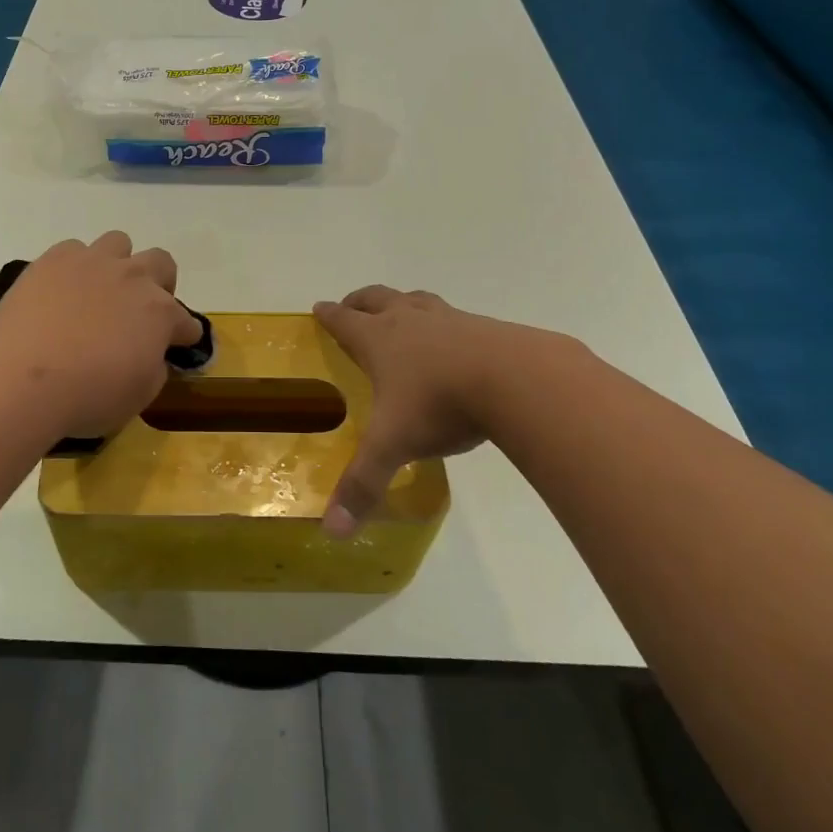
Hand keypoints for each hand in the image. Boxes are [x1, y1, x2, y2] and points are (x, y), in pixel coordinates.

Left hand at [0, 232, 202, 444]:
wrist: (26, 379)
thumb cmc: (89, 396)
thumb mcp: (138, 396)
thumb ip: (154, 369)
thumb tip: (151, 355)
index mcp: (160, 313)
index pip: (186, 321)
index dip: (183, 334)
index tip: (176, 346)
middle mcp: (134, 277)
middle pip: (161, 262)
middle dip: (159, 282)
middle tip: (139, 309)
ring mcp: (93, 262)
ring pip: (118, 243)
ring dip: (117, 264)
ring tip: (99, 290)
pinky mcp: (55, 259)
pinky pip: (73, 249)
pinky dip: (73, 267)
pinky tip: (61, 290)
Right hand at [314, 287, 549, 536]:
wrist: (513, 379)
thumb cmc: (439, 404)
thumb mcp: (395, 446)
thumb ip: (364, 485)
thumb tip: (332, 533)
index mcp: (379, 340)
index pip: (344, 321)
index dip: (329, 315)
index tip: (318, 307)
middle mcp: (409, 320)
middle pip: (377, 298)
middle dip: (360, 301)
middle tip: (350, 306)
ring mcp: (448, 320)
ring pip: (416, 300)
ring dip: (402, 303)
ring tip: (400, 312)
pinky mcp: (484, 327)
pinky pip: (454, 317)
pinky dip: (443, 323)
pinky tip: (455, 343)